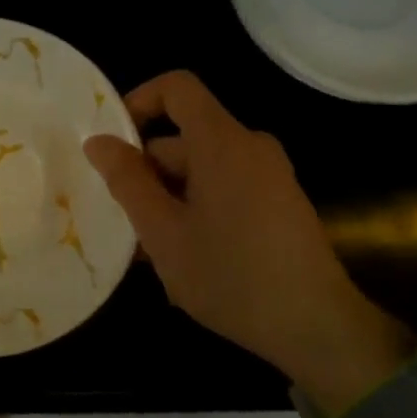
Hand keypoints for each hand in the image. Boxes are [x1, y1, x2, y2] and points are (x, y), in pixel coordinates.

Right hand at [84, 70, 411, 415]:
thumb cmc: (231, 276)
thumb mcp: (163, 232)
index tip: (114, 144)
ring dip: (170, 201)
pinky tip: (188, 260)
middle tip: (126, 225)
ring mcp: (270, 174)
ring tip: (155, 255)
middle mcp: (250, 146)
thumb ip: (127, 181)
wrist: (318, 329)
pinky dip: (198, 210)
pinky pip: (226, 188)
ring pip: (201, 170)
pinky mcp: (280, 202)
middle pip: (184, 138)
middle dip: (148, 174)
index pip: (177, 88)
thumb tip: (98, 141)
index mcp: (222, 142)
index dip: (139, 101)